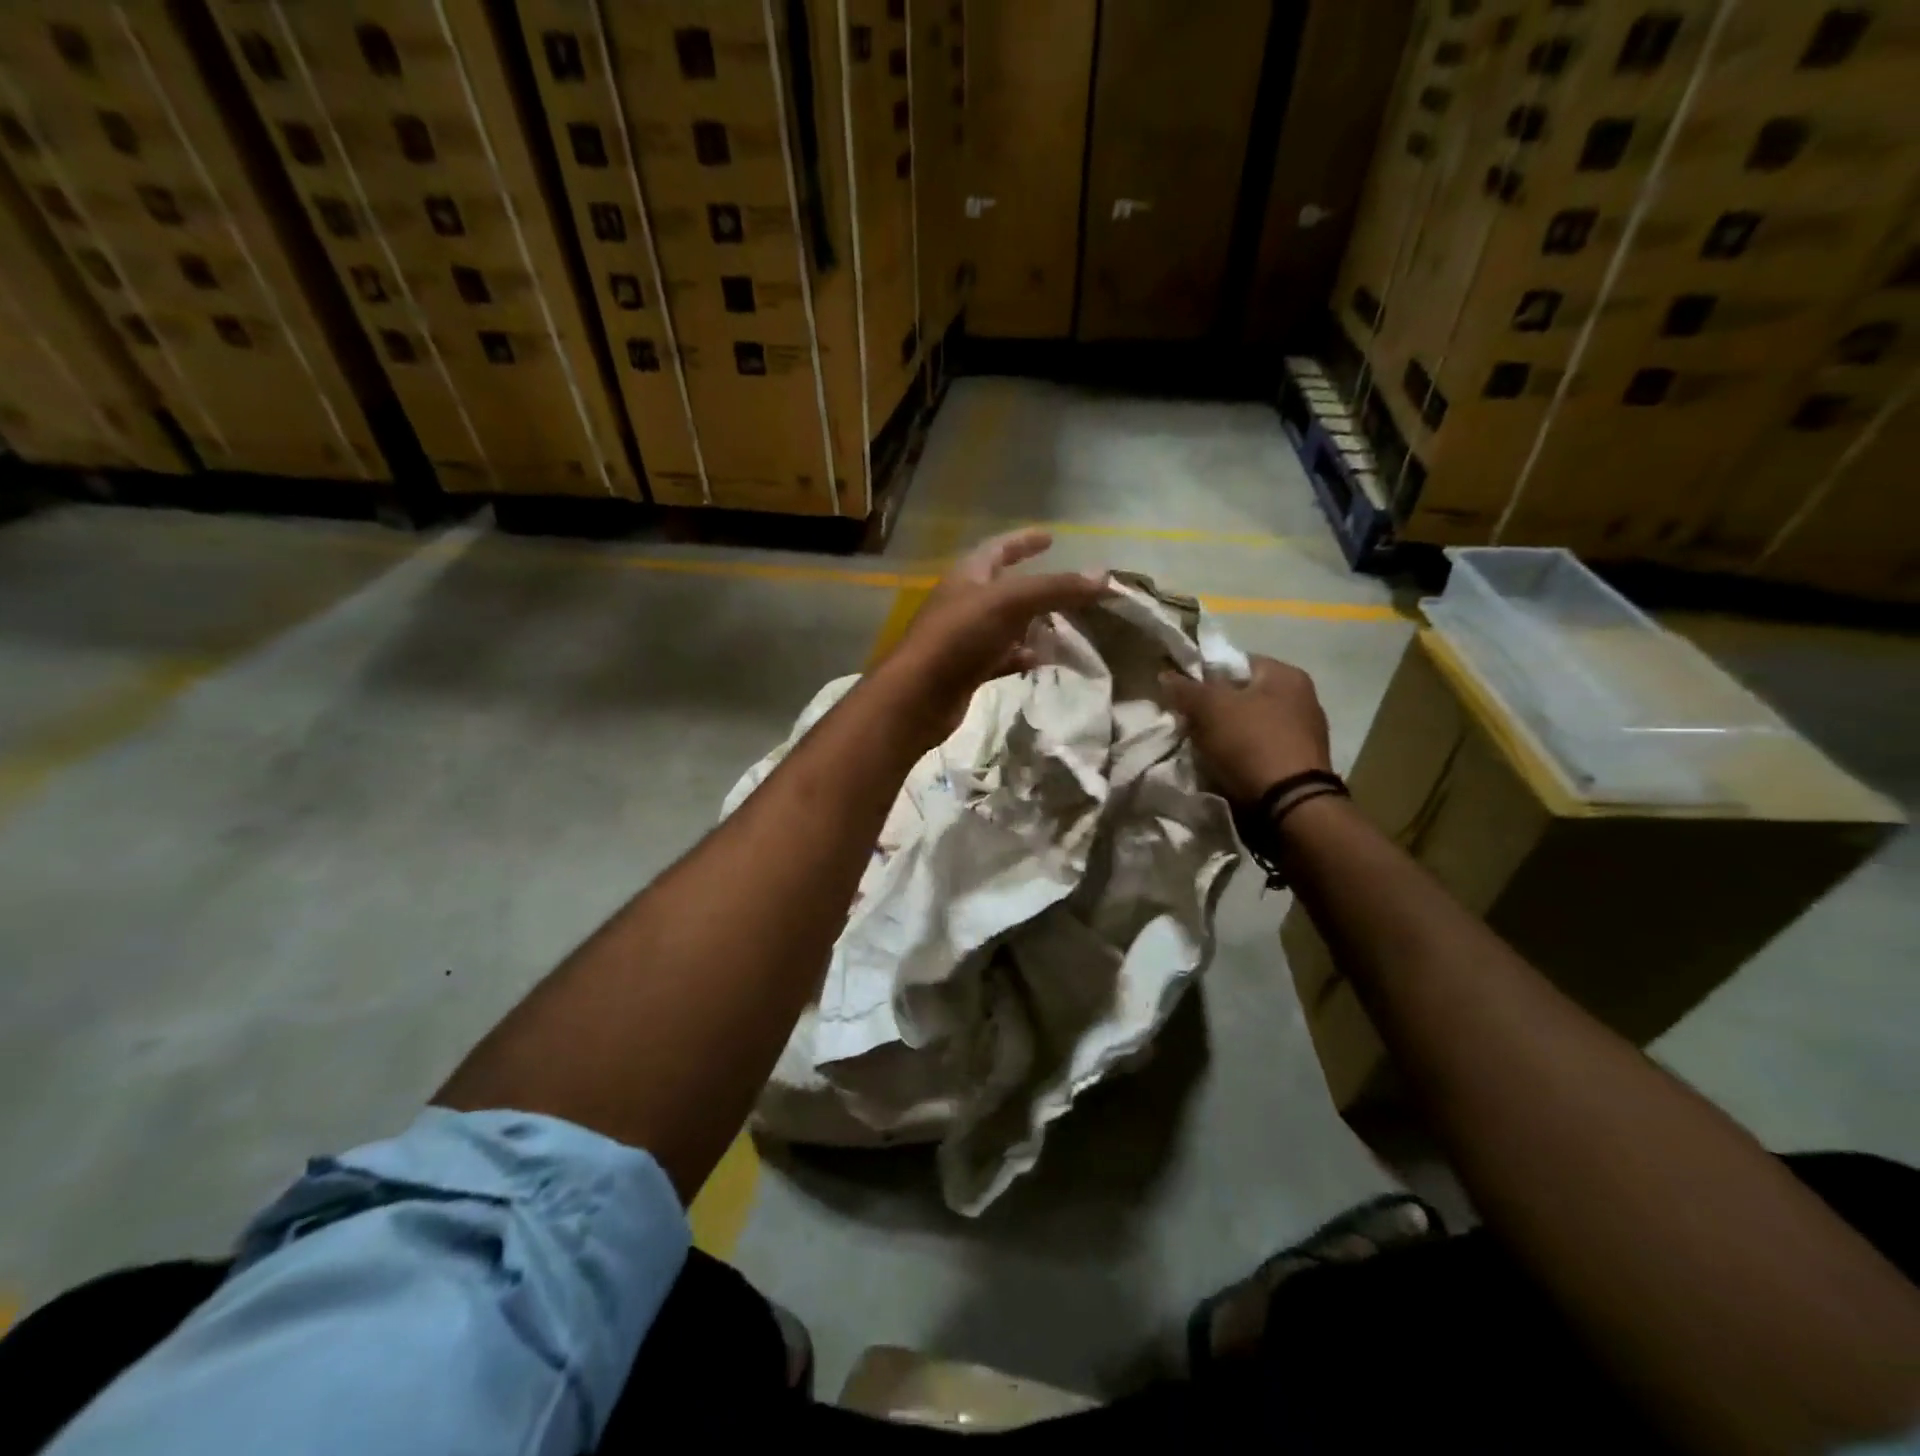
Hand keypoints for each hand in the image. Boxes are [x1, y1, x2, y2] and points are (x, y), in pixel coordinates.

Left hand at [883, 528, 1107, 739]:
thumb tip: (1105, 577)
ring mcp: (964, 638)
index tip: (1051, 538)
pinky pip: (1000, 658)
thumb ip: (1056, 588)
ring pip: (1005, 626)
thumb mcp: (1011, 603)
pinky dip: (1021, 657)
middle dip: (1036, 588)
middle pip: (1004, 588)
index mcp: (968, 576)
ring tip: (1064, 627)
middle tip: (1069, 591)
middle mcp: (964, 603)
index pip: (998, 548)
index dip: (1024, 541)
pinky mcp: (966, 670)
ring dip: (1032, 625)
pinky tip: (1040, 661)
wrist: (919, 696)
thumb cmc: (960, 637)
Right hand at [1159, 654, 1331, 804]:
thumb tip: (1166, 674)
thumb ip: (1186, 689)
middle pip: (1243, 694)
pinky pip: (1262, 748)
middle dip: (1215, 708)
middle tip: (1191, 723)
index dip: (1206, 675)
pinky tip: (1227, 766)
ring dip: (1227, 733)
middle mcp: (1303, 697)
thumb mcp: (1210, 709)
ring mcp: (1306, 731)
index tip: (1185, 695)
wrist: (1289, 803)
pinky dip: (1243, 754)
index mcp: (1286, 674)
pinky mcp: (1301, 762)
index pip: (1236, 662)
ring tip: (1205, 748)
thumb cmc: (1251, 743)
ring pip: (1251, 723)